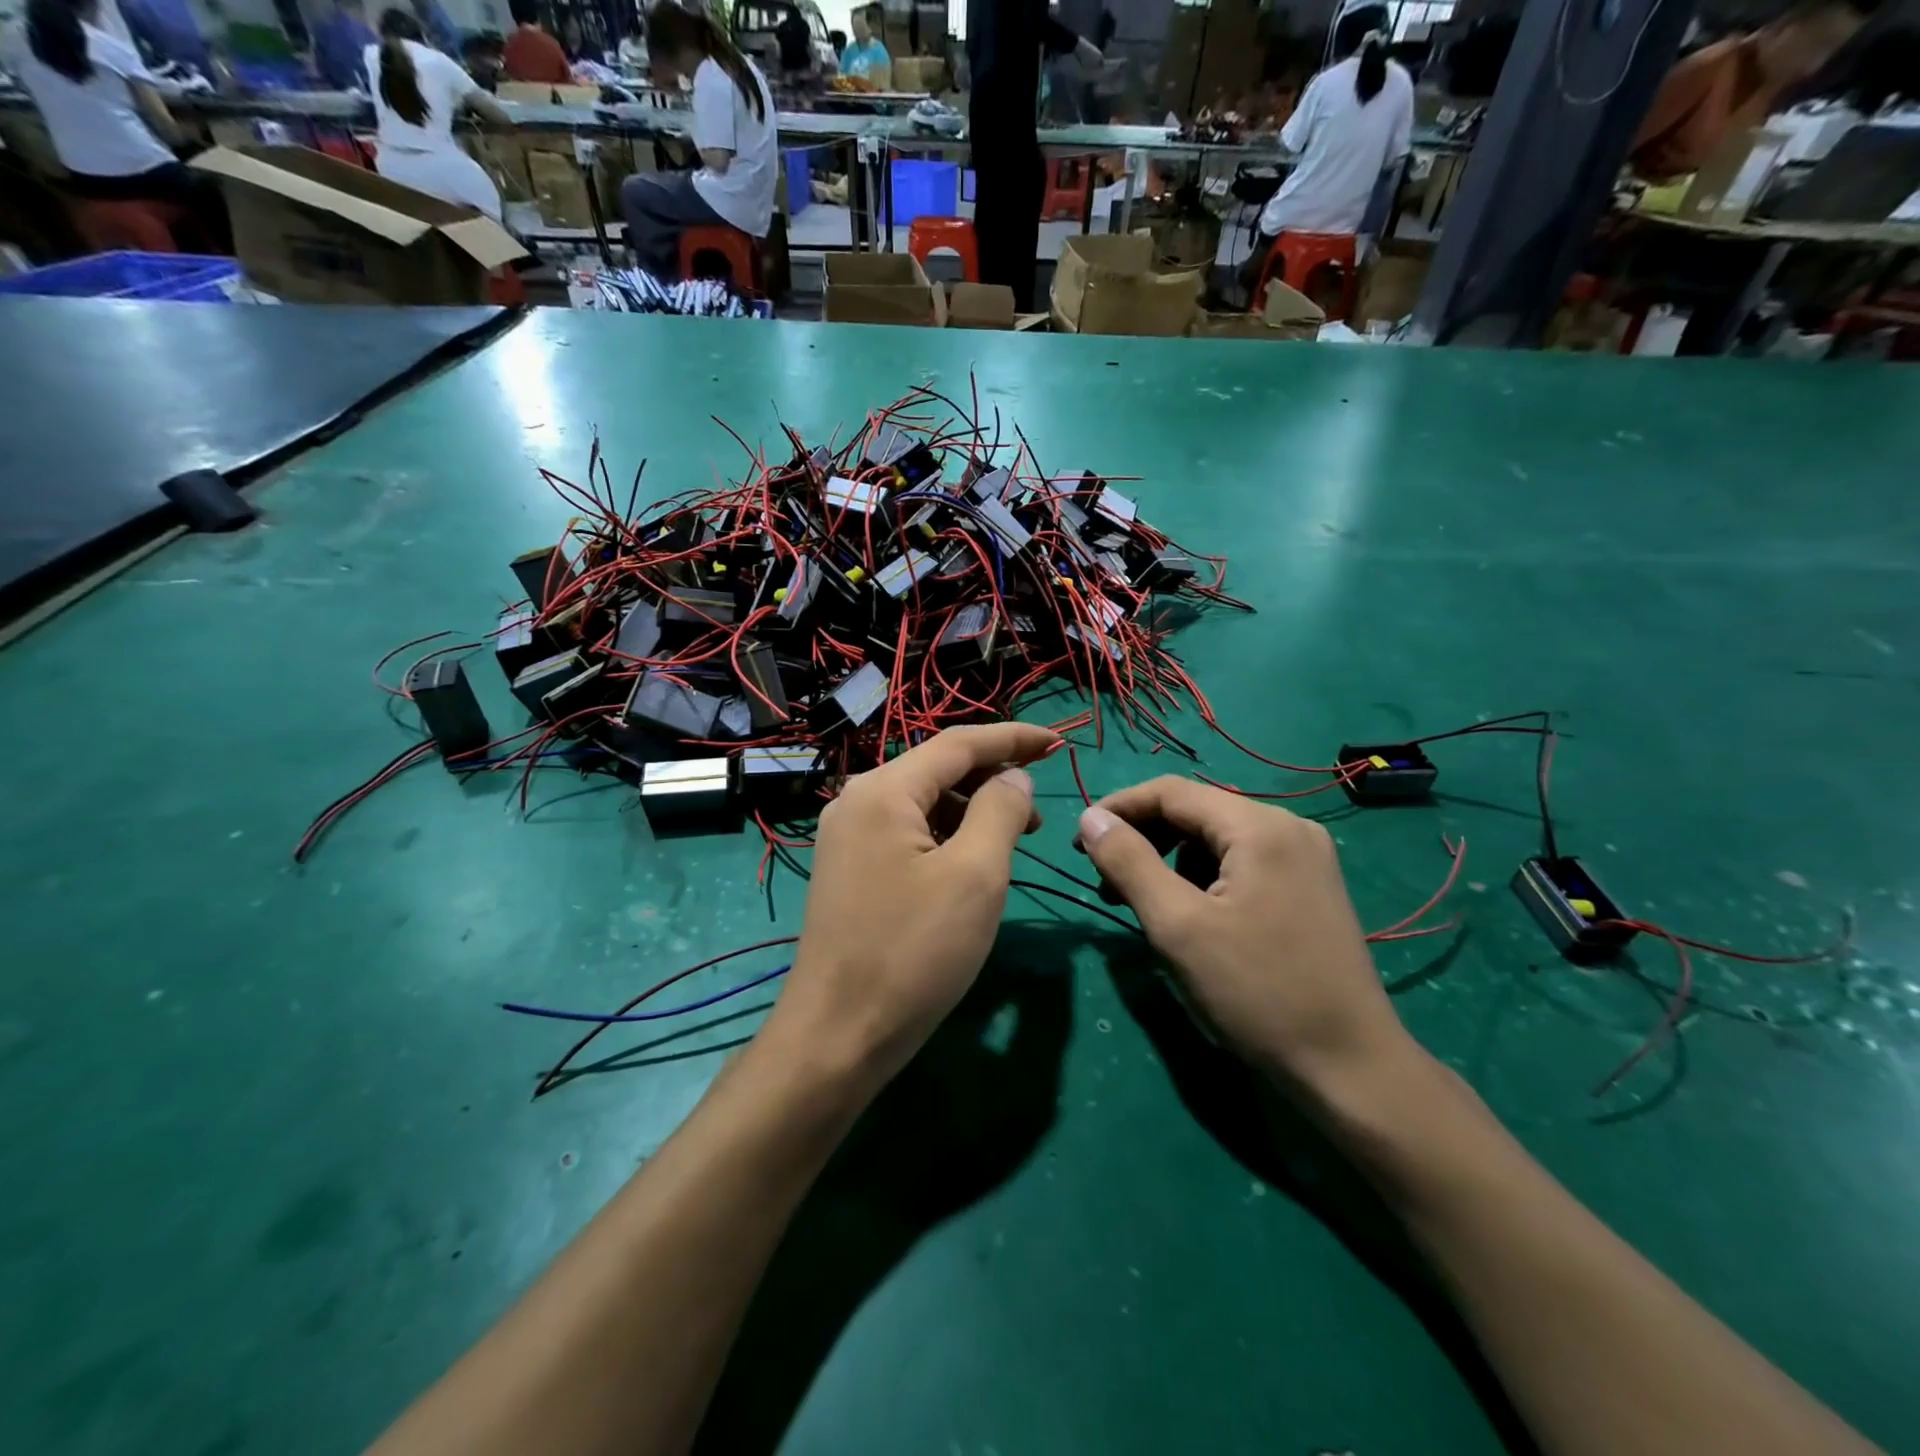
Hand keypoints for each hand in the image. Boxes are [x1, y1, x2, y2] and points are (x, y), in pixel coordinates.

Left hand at [771, 723, 1059, 1089]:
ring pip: (924, 804)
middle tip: (1041, 813)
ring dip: (973, 812)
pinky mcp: (850, 870)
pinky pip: (908, 834)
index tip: (1058, 743)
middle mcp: (858, 802)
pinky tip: (973, 864)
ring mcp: (848, 838)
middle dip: (994, 781)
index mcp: (883, 791)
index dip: (1012, 739)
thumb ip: (1000, 811)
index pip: (958, 744)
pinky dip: (947, 838)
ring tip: (1016, 840)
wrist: (838, 1036)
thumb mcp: (975, 875)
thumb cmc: (913, 952)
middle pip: (938, 770)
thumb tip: (1014, 777)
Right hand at [1077, 777, 1414, 1094]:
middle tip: (1102, 879)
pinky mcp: (1308, 888)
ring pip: (1216, 839)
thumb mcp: (1178, 926)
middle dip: (1142, 838)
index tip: (1078, 844)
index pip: (1171, 792)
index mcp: (1259, 826)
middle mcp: (1287, 827)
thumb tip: (1089, 819)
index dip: (1117, 809)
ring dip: (1169, 860)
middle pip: (1195, 812)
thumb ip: (1128, 862)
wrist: (1350, 1068)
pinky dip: (1201, 878)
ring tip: (1140, 903)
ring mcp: (1304, 858)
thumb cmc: (1257, 992)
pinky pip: (1240, 863)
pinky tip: (1187, 914)